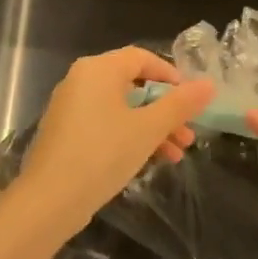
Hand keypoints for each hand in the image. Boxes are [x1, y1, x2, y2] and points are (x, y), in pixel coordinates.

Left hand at [13, 47, 214, 241]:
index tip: (191, 100)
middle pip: (133, 85)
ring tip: (176, 156)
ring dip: (152, 128)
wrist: (49, 201)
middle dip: (165, 110)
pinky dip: (129, 136)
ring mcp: (70, 107)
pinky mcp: (66, 133)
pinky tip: (149, 162)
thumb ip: (180, 105)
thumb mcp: (148, 129)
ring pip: (121, 108)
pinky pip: (105, 124)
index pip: (142, 58)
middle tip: (188, 135)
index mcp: (99, 69)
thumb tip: (208, 84)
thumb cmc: (103, 154)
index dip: (170, 75)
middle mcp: (81, 80)